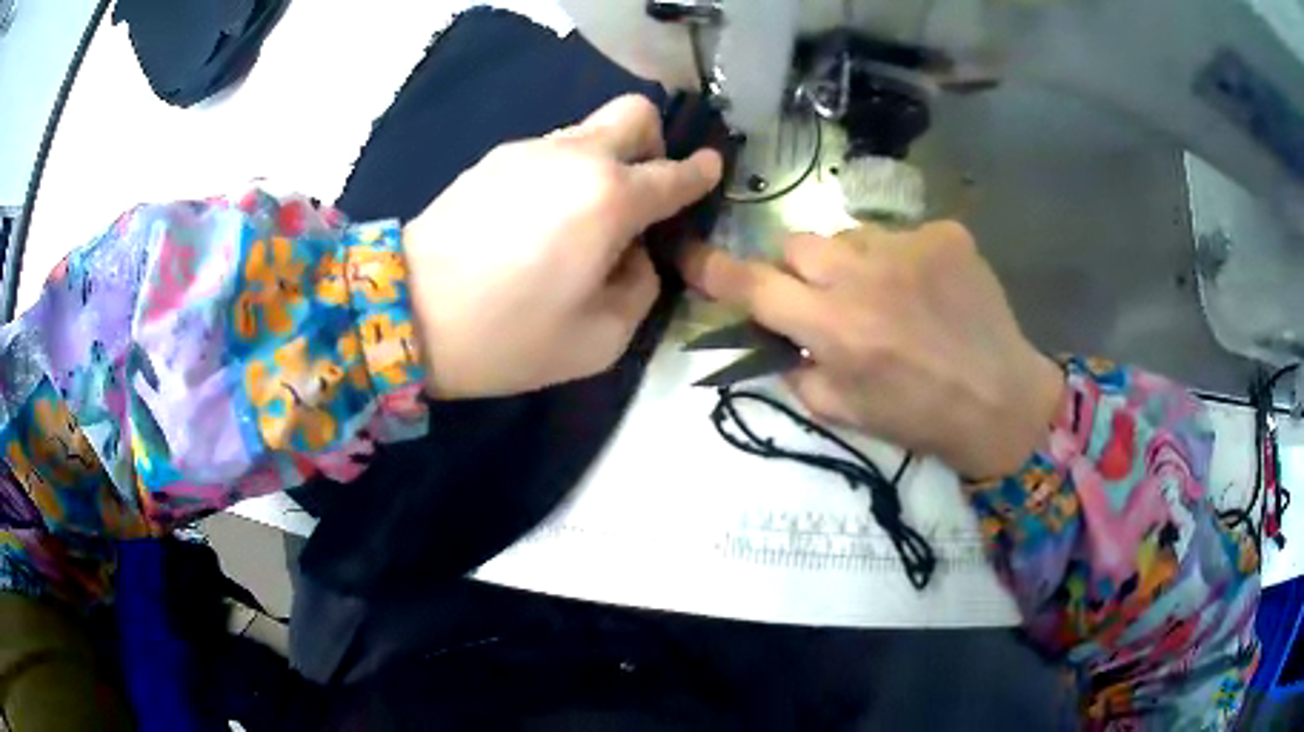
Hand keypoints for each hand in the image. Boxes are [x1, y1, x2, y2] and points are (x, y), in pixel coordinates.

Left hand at [404, 95, 722, 398]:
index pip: (675, 173)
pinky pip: (549, 152)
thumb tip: (634, 253)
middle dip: (653, 144)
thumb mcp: (600, 339)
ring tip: (578, 220)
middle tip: (639, 192)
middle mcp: (576, 157)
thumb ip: (640, 287)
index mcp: (611, 199)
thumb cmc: (508, 337)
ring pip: (589, 131)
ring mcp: (529, 150)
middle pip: (635, 113)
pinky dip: (562, 174)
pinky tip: (535, 221)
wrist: (405, 315)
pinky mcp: (493, 159)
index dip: (702, 171)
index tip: (711, 169)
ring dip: (603, 163)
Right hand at [679, 223, 1064, 478]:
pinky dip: (902, 262)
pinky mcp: (945, 234)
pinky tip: (928, 292)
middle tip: (826, 300)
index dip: (713, 269)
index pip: (753, 285)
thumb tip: (775, 337)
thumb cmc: (920, 419)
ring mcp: (909, 246)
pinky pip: (901, 237)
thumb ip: (796, 369)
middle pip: (797, 244)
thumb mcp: (844, 412)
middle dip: (799, 271)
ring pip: (849, 236)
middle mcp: (864, 275)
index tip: (688, 253)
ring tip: (888, 298)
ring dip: (853, 264)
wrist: (1002, 402)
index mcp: (835, 327)